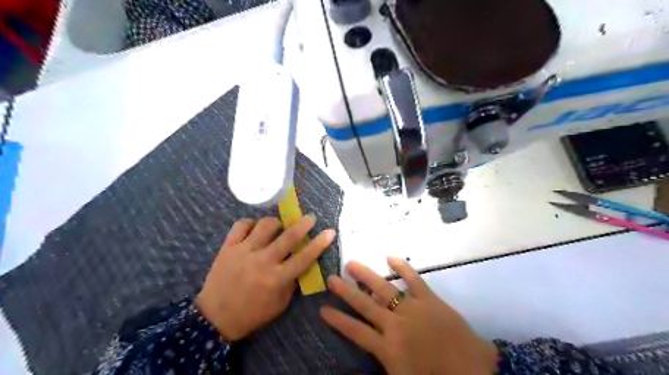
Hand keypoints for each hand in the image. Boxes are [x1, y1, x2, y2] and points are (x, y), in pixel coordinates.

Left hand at [196, 216, 334, 341]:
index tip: (329, 232)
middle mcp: (262, 261)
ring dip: (276, 223)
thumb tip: (303, 262)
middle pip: (288, 236)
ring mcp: (244, 251)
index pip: (304, 257)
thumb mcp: (280, 304)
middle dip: (303, 224)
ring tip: (278, 226)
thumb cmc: (252, 313)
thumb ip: (293, 282)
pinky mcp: (228, 247)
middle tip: (310, 218)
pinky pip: (241, 225)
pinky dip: (251, 223)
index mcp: (277, 278)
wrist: (215, 318)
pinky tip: (255, 228)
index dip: (319, 243)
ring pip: (265, 225)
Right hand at [322, 257, 498, 374]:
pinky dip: (403, 268)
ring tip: (351, 264)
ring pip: (384, 289)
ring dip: (367, 276)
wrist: (472, 370)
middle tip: (332, 278)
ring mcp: (412, 309)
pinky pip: (414, 280)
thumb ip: (379, 367)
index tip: (323, 309)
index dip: (339, 320)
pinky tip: (390, 257)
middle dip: (347, 292)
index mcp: (388, 348)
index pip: (356, 331)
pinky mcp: (429, 299)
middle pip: (365, 305)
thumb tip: (355, 367)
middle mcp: (395, 324)